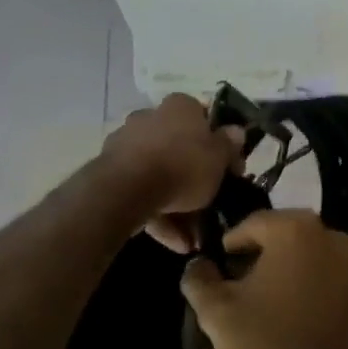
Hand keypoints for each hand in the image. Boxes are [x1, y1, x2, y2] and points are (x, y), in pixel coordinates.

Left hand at [99, 93, 244, 249]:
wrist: (127, 189)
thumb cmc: (183, 165)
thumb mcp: (219, 157)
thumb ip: (229, 144)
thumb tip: (237, 131)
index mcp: (180, 106)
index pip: (204, 118)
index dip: (220, 143)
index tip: (230, 168)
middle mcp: (151, 117)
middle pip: (181, 149)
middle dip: (196, 180)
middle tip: (211, 206)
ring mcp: (128, 143)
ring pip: (161, 173)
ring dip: (178, 207)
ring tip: (191, 239)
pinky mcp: (111, 171)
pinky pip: (142, 191)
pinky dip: (159, 214)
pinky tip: (174, 242)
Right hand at [180, 209, 347, 348]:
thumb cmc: (263, 346)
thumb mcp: (216, 311)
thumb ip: (200, 278)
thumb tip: (197, 265)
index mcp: (297, 230)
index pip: (254, 224)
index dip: (232, 244)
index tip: (220, 266)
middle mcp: (333, 239)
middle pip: (287, 236)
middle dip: (264, 254)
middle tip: (242, 282)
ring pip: (312, 258)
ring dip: (292, 271)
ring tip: (269, 302)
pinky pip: (332, 282)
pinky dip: (314, 290)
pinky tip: (296, 318)